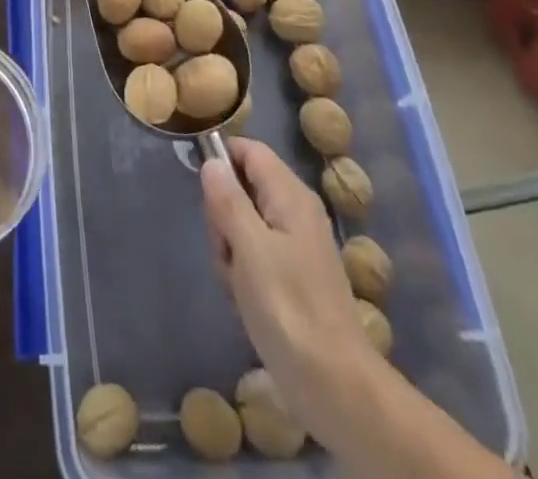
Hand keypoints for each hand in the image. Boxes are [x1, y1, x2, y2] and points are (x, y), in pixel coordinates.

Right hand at [200, 137, 374, 436]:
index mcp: (290, 195)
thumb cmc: (289, 310)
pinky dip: (243, 274)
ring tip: (238, 285)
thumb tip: (212, 161)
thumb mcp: (249, 249)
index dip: (221, 159)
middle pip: (242, 187)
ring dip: (230, 251)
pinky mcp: (294, 276)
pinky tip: (245, 302)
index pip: (249, 151)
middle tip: (227, 252)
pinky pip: (255, 255)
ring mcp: (296, 245)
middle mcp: (296, 211)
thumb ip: (228, 200)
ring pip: (244, 224)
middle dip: (223, 217)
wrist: (336, 387)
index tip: (201, 192)